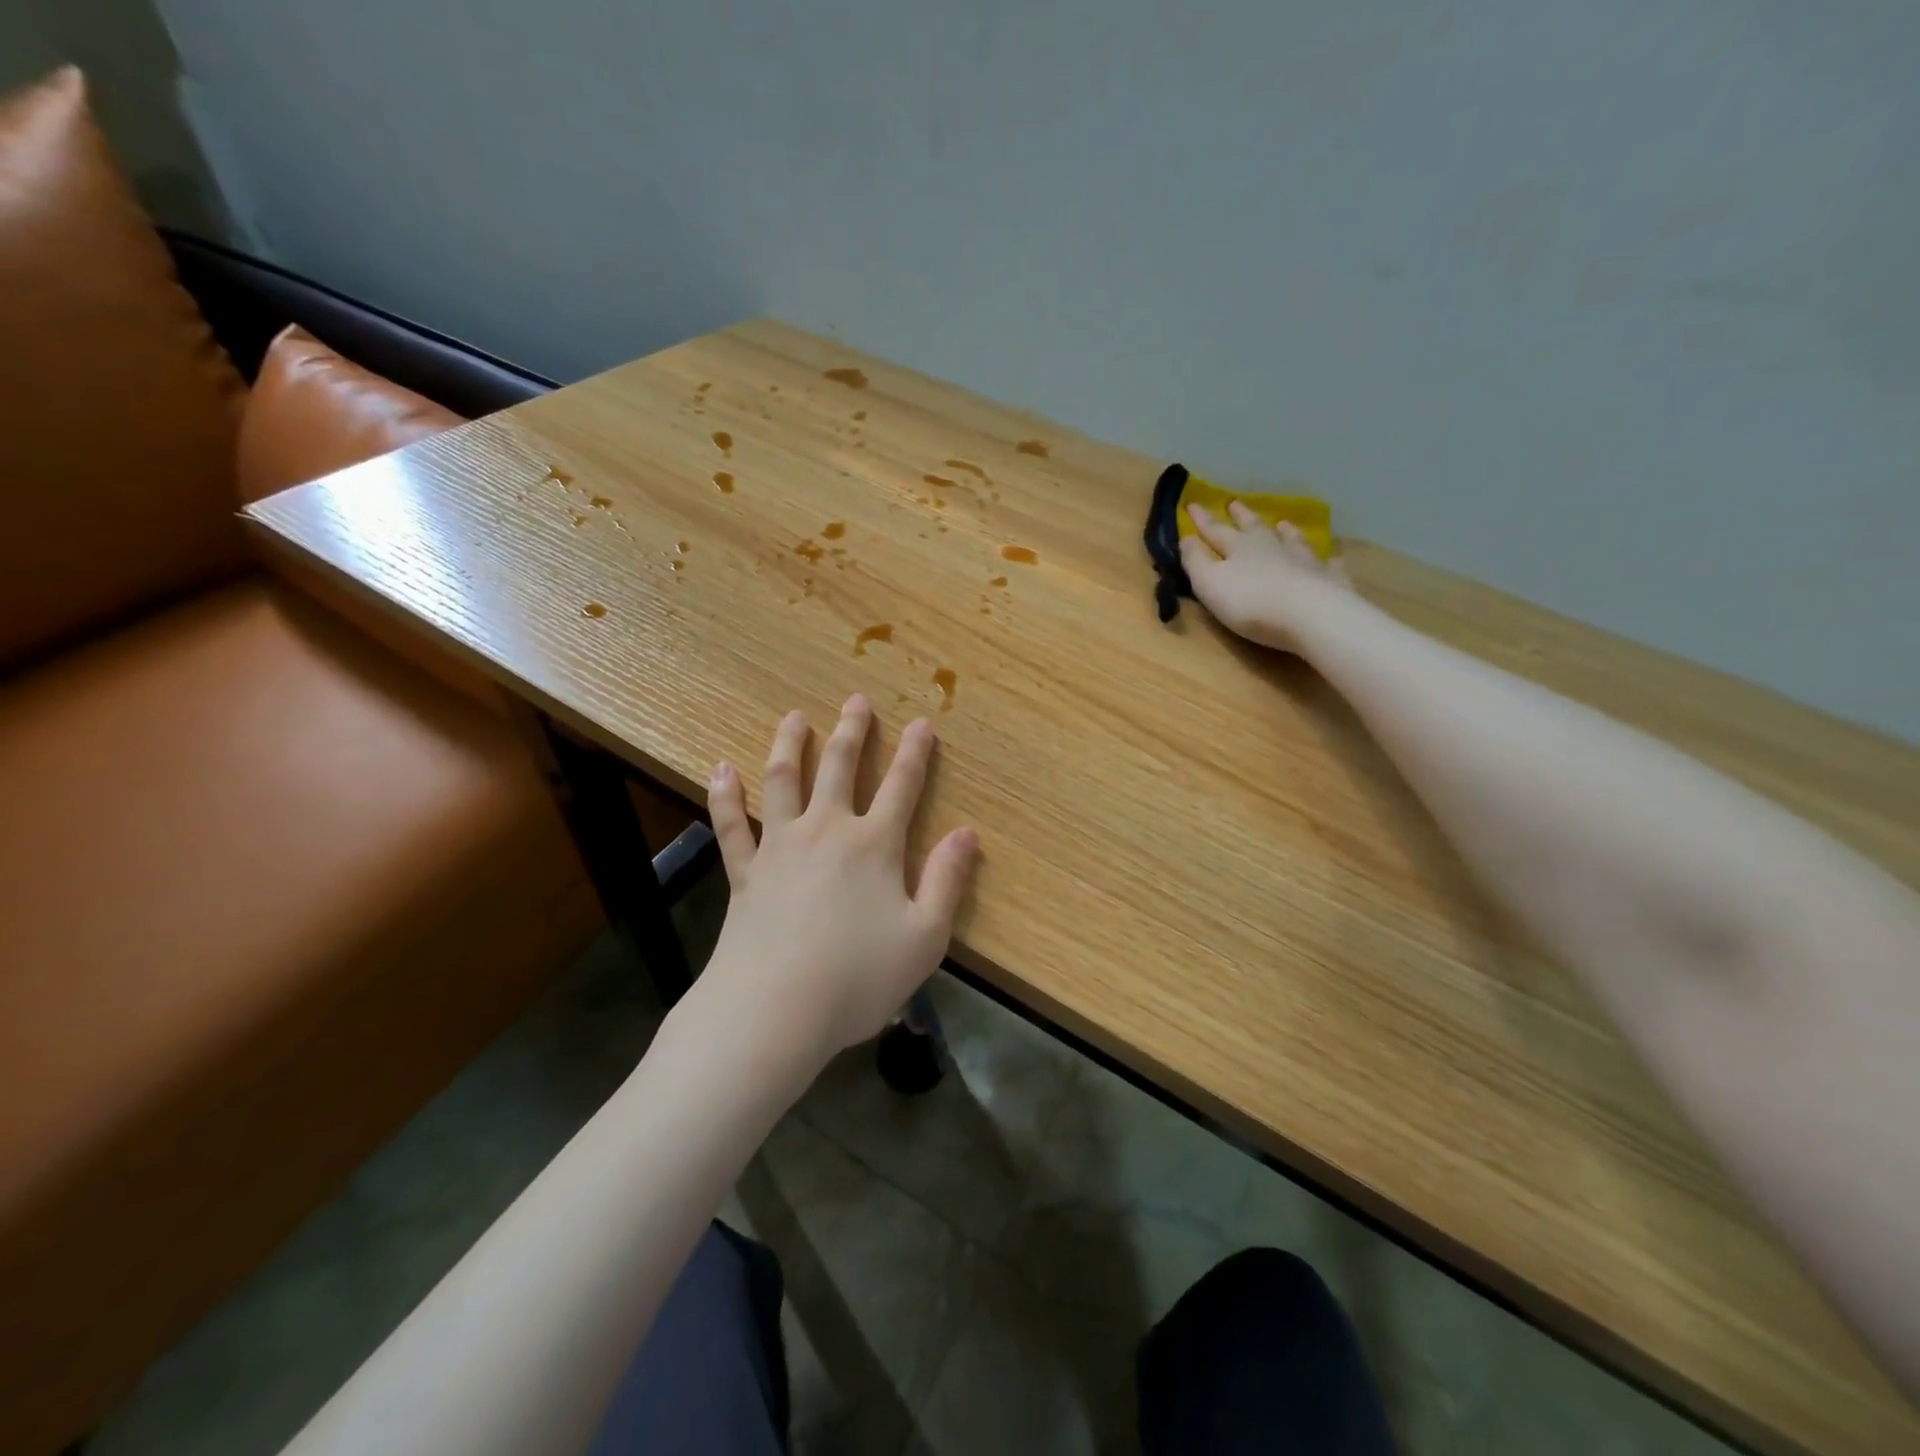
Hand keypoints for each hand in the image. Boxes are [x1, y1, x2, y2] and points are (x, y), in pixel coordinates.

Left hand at [702, 696, 978, 1069]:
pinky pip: (731, 824)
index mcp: (873, 845)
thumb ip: (947, 881)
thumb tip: (967, 833)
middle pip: (839, 768)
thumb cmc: (857, 978)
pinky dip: (724, 795)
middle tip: (856, 700)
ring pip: (782, 781)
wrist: (773, 1011)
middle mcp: (826, 831)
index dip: (915, 753)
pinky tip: (721, 769)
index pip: (901, 786)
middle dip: (851, 731)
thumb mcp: (924, 937)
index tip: (921, 722)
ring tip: (793, 718)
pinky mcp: (744, 872)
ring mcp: (779, 847)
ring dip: (789, 744)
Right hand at [1179, 501, 1353, 653]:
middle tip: (1235, 504)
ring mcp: (1303, 561)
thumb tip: (1185, 537)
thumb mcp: (1209, 583)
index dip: (1202, 520)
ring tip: (1283, 524)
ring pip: (1292, 540)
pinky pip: (1327, 566)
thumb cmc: (1250, 602)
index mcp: (1239, 548)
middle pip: (1254, 528)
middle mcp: (1272, 547)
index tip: (1192, 504)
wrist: (1309, 615)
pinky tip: (1331, 559)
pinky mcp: (1328, 580)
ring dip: (1285, 532)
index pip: (1215, 530)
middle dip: (1242, 517)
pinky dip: (1326, 561)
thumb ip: (1195, 561)